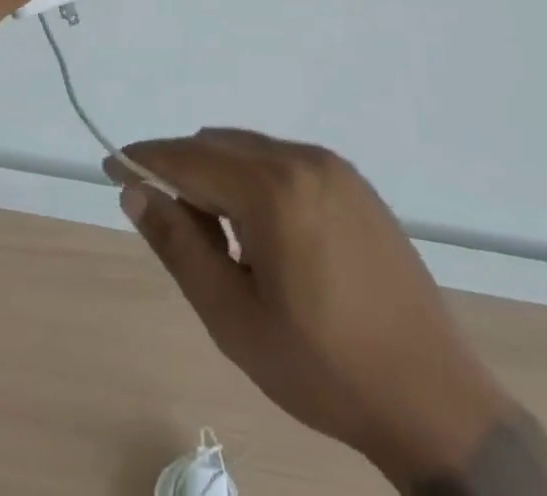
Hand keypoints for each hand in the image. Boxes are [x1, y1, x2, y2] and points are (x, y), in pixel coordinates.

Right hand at [110, 130, 514, 489]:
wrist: (434, 399)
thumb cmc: (323, 367)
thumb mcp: (233, 318)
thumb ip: (179, 246)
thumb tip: (135, 192)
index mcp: (271, 190)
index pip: (188, 159)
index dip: (145, 161)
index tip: (112, 166)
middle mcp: (301, 159)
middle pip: (218, 147)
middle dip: (184, 173)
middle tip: (173, 227)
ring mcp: (333, 167)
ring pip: (251, 151)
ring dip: (221, 177)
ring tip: (223, 241)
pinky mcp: (354, 182)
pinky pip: (285, 162)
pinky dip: (257, 181)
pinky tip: (267, 235)